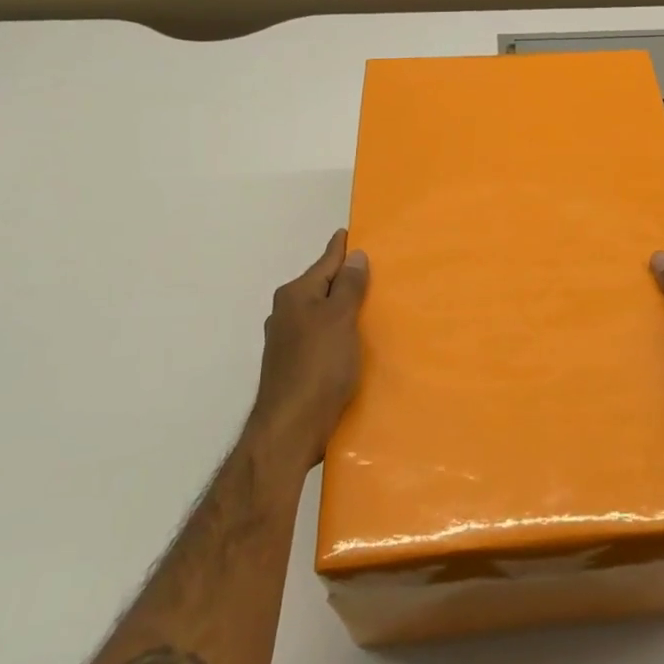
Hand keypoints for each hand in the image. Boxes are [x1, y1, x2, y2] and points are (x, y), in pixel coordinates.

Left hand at [248, 229, 369, 465]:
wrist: (289, 431)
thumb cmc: (318, 367)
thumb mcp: (340, 319)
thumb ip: (349, 286)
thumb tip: (354, 255)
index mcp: (296, 295)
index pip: (326, 261)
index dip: (342, 248)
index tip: (353, 232)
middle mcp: (286, 313)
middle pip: (323, 287)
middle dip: (346, 279)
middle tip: (378, 271)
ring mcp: (287, 341)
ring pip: (321, 313)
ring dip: (343, 309)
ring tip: (372, 306)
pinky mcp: (293, 366)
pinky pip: (321, 337)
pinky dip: (338, 333)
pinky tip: (354, 342)